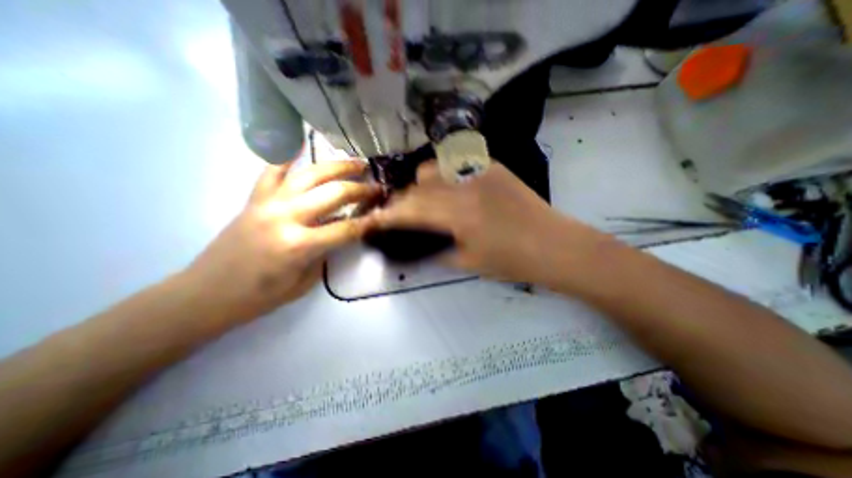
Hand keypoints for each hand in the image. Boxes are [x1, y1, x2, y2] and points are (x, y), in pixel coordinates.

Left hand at [186, 161, 378, 321]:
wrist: (207, 293)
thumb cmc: (261, 296)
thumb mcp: (305, 281)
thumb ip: (326, 251)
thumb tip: (342, 230)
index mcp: (300, 245)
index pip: (347, 228)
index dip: (368, 222)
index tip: (383, 214)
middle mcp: (286, 216)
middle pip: (334, 193)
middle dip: (361, 189)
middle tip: (377, 186)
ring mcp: (269, 203)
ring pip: (310, 174)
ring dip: (338, 166)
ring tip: (357, 163)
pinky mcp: (254, 198)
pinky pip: (272, 171)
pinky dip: (288, 156)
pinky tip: (302, 145)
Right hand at [374, 161, 612, 287]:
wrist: (553, 244)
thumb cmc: (511, 261)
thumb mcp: (468, 262)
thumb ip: (438, 250)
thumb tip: (421, 243)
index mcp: (458, 214)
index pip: (411, 210)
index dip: (389, 215)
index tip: (373, 218)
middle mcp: (464, 185)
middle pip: (417, 185)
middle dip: (403, 200)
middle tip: (400, 212)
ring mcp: (479, 170)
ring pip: (433, 166)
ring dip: (421, 183)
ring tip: (426, 198)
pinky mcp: (492, 165)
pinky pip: (456, 162)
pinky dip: (443, 174)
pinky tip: (449, 188)